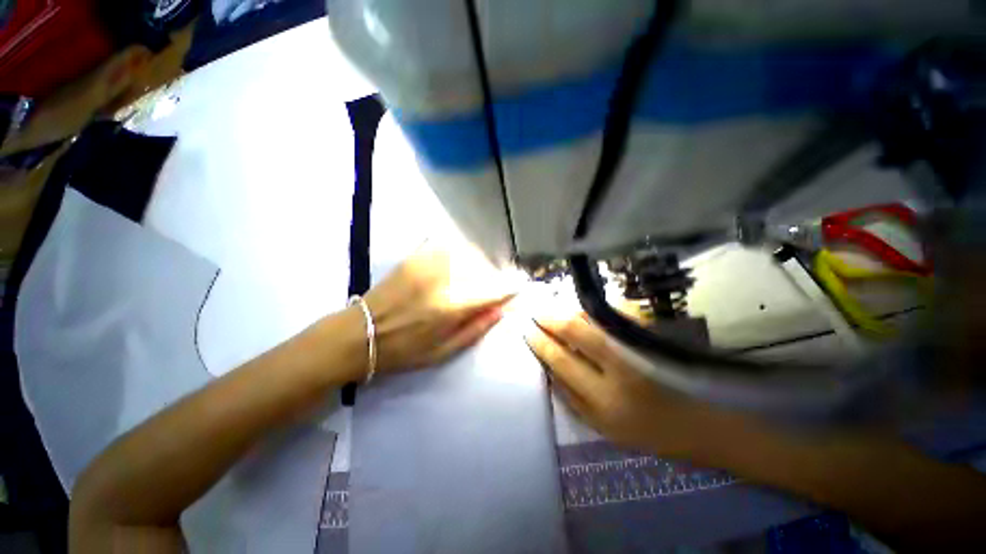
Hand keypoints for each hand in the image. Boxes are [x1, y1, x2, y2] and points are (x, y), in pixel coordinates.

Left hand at [364, 243, 515, 372]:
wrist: (361, 334)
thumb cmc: (404, 350)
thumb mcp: (444, 352)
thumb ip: (476, 328)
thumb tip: (502, 310)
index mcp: (450, 306)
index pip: (492, 290)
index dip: (510, 287)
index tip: (521, 286)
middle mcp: (442, 278)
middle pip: (483, 267)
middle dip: (494, 276)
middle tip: (494, 287)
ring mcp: (427, 263)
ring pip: (467, 252)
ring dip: (478, 263)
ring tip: (476, 276)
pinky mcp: (415, 256)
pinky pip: (445, 245)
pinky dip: (458, 252)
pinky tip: (456, 264)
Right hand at [524, 313, 706, 455]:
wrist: (696, 423)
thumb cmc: (645, 431)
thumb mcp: (601, 426)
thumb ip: (570, 398)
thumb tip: (547, 368)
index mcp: (603, 397)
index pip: (562, 359)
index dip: (541, 342)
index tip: (527, 331)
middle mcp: (618, 367)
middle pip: (576, 330)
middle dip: (551, 319)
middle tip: (535, 313)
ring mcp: (635, 347)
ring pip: (593, 319)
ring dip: (569, 311)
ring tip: (553, 311)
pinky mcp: (647, 337)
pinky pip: (611, 317)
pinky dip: (590, 313)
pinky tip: (578, 312)